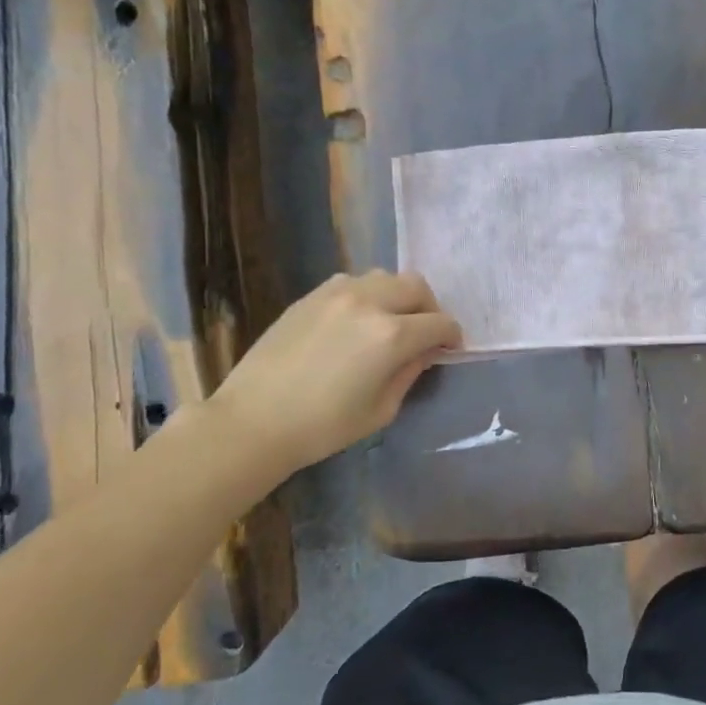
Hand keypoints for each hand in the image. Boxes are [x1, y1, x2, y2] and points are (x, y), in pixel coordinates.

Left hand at [205, 270, 460, 475]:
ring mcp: (336, 293)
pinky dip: (366, 295)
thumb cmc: (323, 427)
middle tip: (424, 333)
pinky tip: (356, 321)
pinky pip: (352, 282)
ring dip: (397, 296)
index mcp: (391, 335)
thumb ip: (409, 373)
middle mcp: (369, 303)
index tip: (449, 350)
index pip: (439, 323)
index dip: (451, 337)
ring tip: (390, 322)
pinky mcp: (311, 296)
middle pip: (416, 286)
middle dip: (429, 308)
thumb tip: (424, 352)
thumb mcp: (381, 409)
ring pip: (384, 277)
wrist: (253, 421)